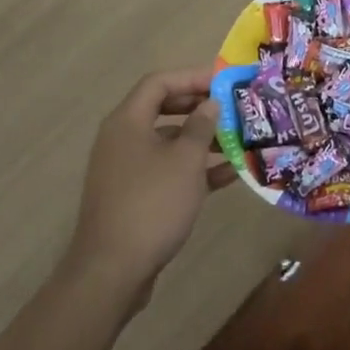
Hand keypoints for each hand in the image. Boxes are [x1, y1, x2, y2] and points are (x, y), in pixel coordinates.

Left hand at [64, 67, 236, 309]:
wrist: (111, 272)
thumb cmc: (151, 204)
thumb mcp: (185, 161)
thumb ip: (200, 126)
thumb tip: (210, 104)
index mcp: (127, 121)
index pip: (159, 82)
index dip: (192, 76)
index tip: (223, 81)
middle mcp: (123, 138)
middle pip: (164, 109)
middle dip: (200, 107)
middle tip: (231, 108)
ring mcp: (127, 169)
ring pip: (168, 142)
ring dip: (201, 140)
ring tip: (237, 141)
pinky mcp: (134, 197)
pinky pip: (167, 171)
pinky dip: (193, 170)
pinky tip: (228, 175)